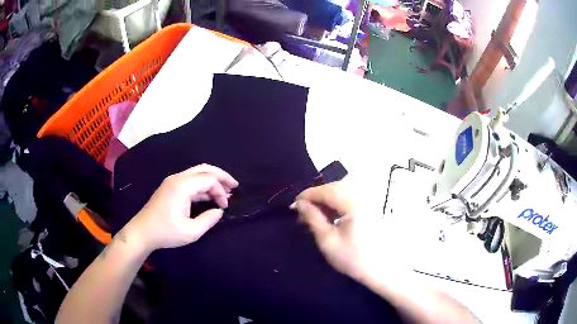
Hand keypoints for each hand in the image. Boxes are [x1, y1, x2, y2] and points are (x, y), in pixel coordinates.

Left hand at [126, 164, 238, 251]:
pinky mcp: (170, 187)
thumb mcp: (191, 232)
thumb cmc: (165, 232)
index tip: (225, 206)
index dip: (220, 190)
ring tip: (225, 191)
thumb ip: (208, 220)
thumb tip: (219, 210)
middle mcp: (177, 178)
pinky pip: (190, 181)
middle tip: (234, 185)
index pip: (208, 179)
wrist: (142, 232)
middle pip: (204, 169)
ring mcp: (172, 181)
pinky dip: (202, 186)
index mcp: (182, 186)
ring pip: (197, 173)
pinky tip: (210, 195)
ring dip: (212, 181)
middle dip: (221, 176)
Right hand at [291, 182, 387, 280]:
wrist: (380, 269)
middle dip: (317, 196)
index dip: (307, 195)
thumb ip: (313, 218)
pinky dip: (338, 201)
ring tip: (317, 214)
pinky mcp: (372, 205)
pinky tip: (332, 215)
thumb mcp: (328, 241)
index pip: (326, 190)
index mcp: (354, 203)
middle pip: (335, 186)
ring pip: (343, 188)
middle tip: (304, 211)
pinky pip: (352, 195)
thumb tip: (299, 204)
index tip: (293, 205)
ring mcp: (370, 199)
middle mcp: (363, 195)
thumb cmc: (353, 258)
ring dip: (327, 198)